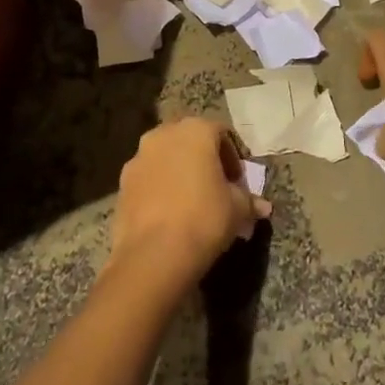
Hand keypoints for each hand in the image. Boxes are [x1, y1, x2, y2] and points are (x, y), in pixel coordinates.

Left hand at [111, 118, 269, 284]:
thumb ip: (249, 201)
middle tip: (215, 187)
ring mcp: (138, 158)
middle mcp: (164, 135)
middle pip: (190, 140)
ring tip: (190, 202)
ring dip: (179, 172)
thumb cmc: (205, 218)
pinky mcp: (121, 184)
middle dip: (203, 159)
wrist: (154, 255)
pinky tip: (169, 213)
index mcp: (196, 130)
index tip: (238, 182)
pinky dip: (159, 188)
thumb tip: (263, 206)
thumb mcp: (238, 210)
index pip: (221, 133)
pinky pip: (148, 178)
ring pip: (165, 158)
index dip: (233, 157)